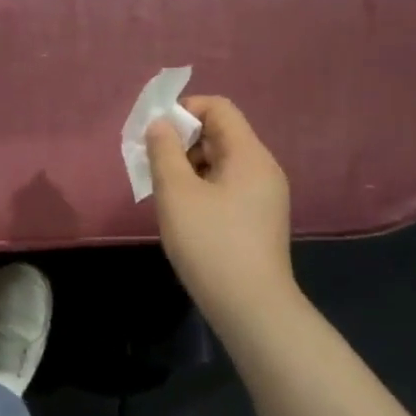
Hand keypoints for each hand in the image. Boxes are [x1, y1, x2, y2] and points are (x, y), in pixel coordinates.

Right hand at [147, 96, 298, 329]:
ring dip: (188, 165)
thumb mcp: (176, 193)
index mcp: (249, 155)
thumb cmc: (210, 243)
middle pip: (220, 133)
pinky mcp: (257, 218)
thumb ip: (164, 151)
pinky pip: (226, 184)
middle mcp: (263, 168)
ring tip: (163, 190)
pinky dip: (201, 186)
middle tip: (151, 163)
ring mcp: (263, 195)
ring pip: (221, 161)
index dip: (184, 110)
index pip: (219, 108)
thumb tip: (159, 124)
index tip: (155, 133)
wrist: (251, 307)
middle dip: (182, 140)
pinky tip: (182, 211)